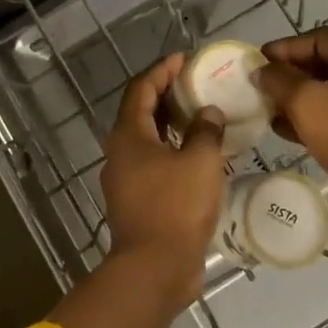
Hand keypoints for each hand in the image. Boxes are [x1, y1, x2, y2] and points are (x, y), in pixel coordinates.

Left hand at [99, 54, 226, 310]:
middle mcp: (120, 153)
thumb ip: (205, 131)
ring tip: (200, 115)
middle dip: (165, 94)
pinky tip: (197, 154)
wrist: (155, 268)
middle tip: (194, 84)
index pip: (141, 89)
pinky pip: (154, 163)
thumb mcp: (199, 162)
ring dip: (170, 124)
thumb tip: (207, 113)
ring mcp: (126, 179)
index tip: (183, 59)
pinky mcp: (137, 201)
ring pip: (147, 140)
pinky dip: (172, 150)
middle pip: (140, 113)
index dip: (161, 70)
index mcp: (128, 136)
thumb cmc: (175, 207)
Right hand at [258, 27, 327, 232]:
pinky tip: (290, 130)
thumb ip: (279, 79)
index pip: (321, 39)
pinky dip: (316, 116)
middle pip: (327, 63)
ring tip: (272, 109)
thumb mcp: (305, 102)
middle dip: (292, 73)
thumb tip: (263, 70)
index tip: (261, 60)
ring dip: (301, 96)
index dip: (287, 46)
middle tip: (265, 84)